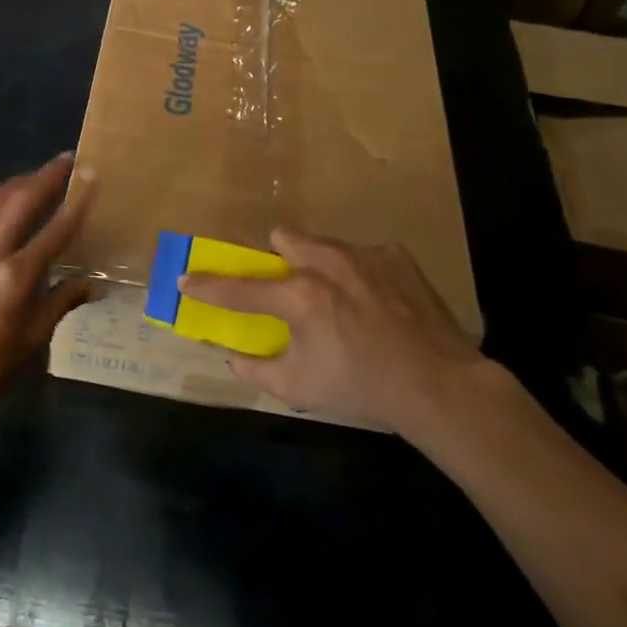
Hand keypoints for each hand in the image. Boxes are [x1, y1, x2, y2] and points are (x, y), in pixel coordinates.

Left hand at [0, 154, 96, 411]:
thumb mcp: (34, 337)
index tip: (92, 177)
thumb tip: (94, 284)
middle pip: (21, 201)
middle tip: (67, 160)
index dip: (77, 203)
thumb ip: (62, 301)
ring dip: (17, 182)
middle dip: (46, 176)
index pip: (55, 230)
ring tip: (36, 176)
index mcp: (16, 276)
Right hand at [180, 229, 489, 444]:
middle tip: (287, 287)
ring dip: (317, 263)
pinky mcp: (396, 257)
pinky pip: (362, 255)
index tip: (186, 279)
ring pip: (324, 243)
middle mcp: (328, 264)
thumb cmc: (363, 388)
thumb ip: (256, 368)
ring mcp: (365, 256)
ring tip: (337, 296)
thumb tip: (233, 356)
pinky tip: (375, 302)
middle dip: (277, 257)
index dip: (208, 286)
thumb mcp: (299, 388)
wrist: (440, 385)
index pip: (240, 288)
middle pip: (284, 237)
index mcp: (300, 297)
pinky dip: (358, 274)